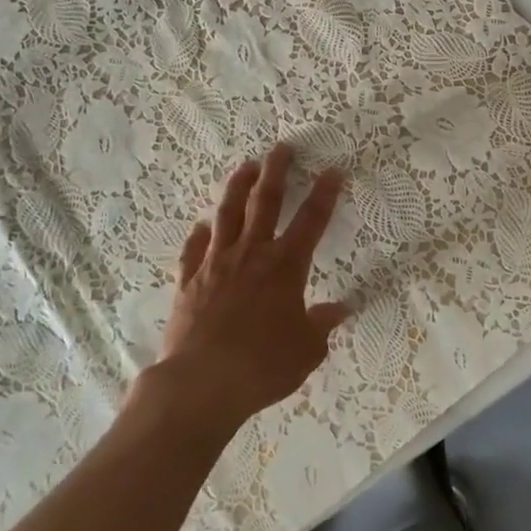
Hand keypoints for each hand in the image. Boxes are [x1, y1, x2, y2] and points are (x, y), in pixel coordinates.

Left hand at [147, 143, 349, 432]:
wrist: (201, 383)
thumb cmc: (262, 366)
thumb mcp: (306, 351)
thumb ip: (322, 325)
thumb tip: (340, 309)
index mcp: (285, 267)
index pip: (311, 221)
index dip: (325, 194)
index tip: (333, 169)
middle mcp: (252, 254)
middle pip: (266, 202)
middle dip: (276, 172)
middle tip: (282, 148)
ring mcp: (216, 264)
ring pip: (228, 214)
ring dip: (238, 187)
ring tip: (245, 167)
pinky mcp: (189, 281)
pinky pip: (194, 249)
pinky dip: (199, 235)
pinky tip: (202, 226)